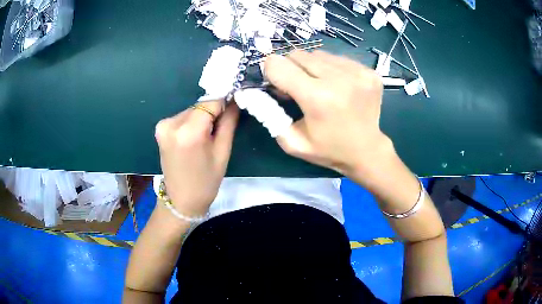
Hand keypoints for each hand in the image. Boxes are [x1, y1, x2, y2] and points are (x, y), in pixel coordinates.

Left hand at [155, 101, 238, 216]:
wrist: (180, 200)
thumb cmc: (206, 181)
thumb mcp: (223, 152)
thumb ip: (229, 122)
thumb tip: (235, 100)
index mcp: (189, 131)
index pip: (211, 102)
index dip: (225, 103)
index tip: (234, 108)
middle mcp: (172, 123)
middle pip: (200, 105)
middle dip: (213, 111)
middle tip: (220, 128)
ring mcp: (163, 125)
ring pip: (192, 110)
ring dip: (202, 117)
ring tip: (206, 137)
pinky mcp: (160, 128)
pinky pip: (182, 117)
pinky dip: (192, 122)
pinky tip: (194, 138)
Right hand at [265, 50, 393, 180]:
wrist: (367, 151)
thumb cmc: (328, 149)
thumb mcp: (292, 142)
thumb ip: (269, 114)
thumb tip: (255, 89)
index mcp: (317, 98)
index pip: (278, 64)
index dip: (271, 71)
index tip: (276, 83)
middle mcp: (339, 79)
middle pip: (298, 54)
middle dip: (291, 68)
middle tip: (298, 87)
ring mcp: (358, 72)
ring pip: (318, 54)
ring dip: (312, 67)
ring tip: (320, 86)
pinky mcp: (369, 71)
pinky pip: (338, 58)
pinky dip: (331, 68)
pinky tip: (338, 85)